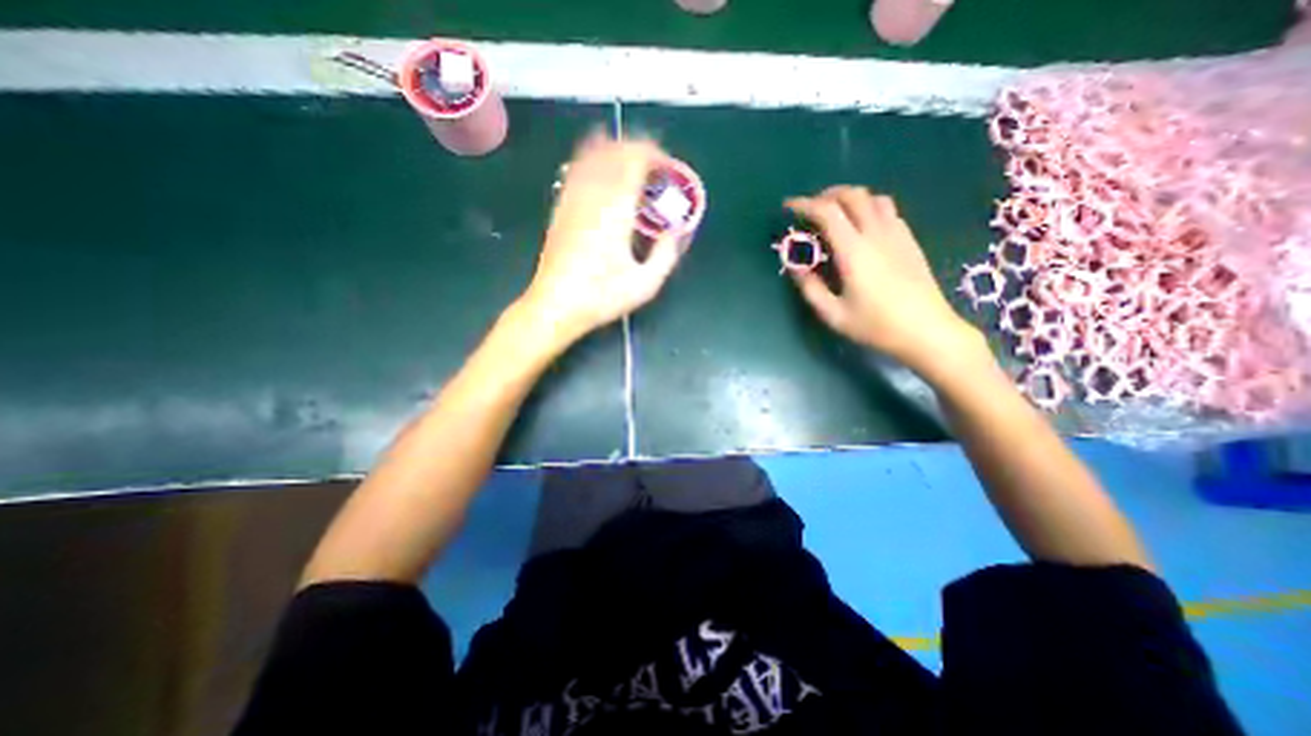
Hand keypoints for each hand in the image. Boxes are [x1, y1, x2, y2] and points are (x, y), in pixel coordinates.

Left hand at [520, 134, 685, 345]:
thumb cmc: (601, 297)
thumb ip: (666, 254)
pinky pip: (575, 172)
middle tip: (652, 164)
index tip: (666, 165)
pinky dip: (591, 162)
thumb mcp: (646, 284)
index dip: (653, 154)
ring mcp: (571, 200)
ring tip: (630, 161)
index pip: (634, 160)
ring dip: (613, 151)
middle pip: (612, 151)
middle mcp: (591, 196)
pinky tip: (600, 171)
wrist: (555, 306)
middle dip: (635, 149)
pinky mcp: (559, 210)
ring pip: (590, 156)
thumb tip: (673, 233)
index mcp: (615, 210)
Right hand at [789, 185, 982, 378]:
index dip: (804, 205)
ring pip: (873, 197)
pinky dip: (867, 208)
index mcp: (855, 252)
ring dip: (849, 198)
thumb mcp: (833, 314)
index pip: (827, 212)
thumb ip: (810, 287)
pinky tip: (861, 227)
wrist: (927, 331)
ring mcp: (897, 234)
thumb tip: (795, 265)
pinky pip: (887, 210)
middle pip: (852, 195)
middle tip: (809, 210)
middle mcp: (877, 234)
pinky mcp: (909, 240)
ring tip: (835, 215)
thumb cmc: (876, 326)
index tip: (788, 208)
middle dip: (826, 195)